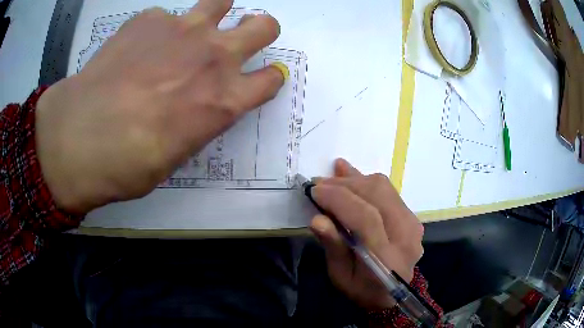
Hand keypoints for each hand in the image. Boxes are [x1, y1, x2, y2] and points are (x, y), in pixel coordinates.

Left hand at [36, 0, 285, 212]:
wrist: (78, 137)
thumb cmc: (128, 163)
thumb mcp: (175, 155)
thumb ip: (197, 120)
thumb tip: (198, 104)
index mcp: (224, 100)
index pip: (270, 79)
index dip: (268, 78)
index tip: (260, 79)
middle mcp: (213, 56)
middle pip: (264, 26)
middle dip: (260, 30)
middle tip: (241, 38)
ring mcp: (182, 29)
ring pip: (222, 2)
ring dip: (216, 14)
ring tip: (193, 30)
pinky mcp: (148, 19)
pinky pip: (164, 17)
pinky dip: (158, 30)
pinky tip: (136, 49)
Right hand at [309, 158, 424, 309]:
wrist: (392, 293)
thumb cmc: (362, 289)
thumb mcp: (340, 276)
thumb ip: (333, 247)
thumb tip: (317, 219)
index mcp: (387, 258)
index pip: (366, 219)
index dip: (339, 200)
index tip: (314, 190)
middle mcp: (406, 236)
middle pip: (377, 196)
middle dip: (345, 184)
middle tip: (319, 183)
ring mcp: (413, 223)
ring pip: (383, 188)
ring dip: (355, 179)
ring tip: (332, 178)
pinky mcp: (412, 216)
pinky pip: (388, 191)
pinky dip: (367, 182)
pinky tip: (351, 176)